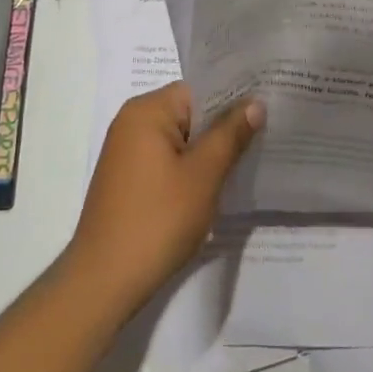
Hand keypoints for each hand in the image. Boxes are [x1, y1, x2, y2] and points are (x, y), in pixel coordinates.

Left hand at [63, 82, 261, 311]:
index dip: (234, 99)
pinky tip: (217, 185)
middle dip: (224, 126)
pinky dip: (191, 168)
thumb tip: (255, 103)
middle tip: (266, 135)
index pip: (199, 90)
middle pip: (190, 113)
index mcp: (146, 111)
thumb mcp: (203, 174)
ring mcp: (127, 152)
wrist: (104, 281)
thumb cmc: (157, 220)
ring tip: (248, 159)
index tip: (268, 109)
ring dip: (209, 151)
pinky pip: (168, 160)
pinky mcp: (128, 179)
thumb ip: (230, 134)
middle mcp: (132, 123)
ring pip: (181, 139)